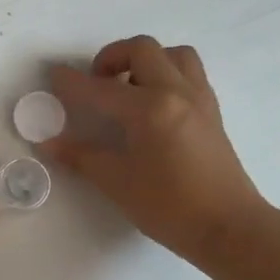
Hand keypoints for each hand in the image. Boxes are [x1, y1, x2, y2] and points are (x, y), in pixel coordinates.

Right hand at [43, 37, 263, 267]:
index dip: (71, 82)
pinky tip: (153, 105)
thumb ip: (81, 157)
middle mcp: (176, 92)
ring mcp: (199, 98)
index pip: (100, 88)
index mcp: (149, 108)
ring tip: (129, 88)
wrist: (231, 229)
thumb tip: (49, 142)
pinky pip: (189, 73)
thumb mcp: (117, 183)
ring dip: (145, 60)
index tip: (53, 75)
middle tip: (97, 83)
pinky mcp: (212, 111)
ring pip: (172, 54)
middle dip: (111, 57)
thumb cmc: (170, 208)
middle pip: (141, 49)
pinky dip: (166, 74)